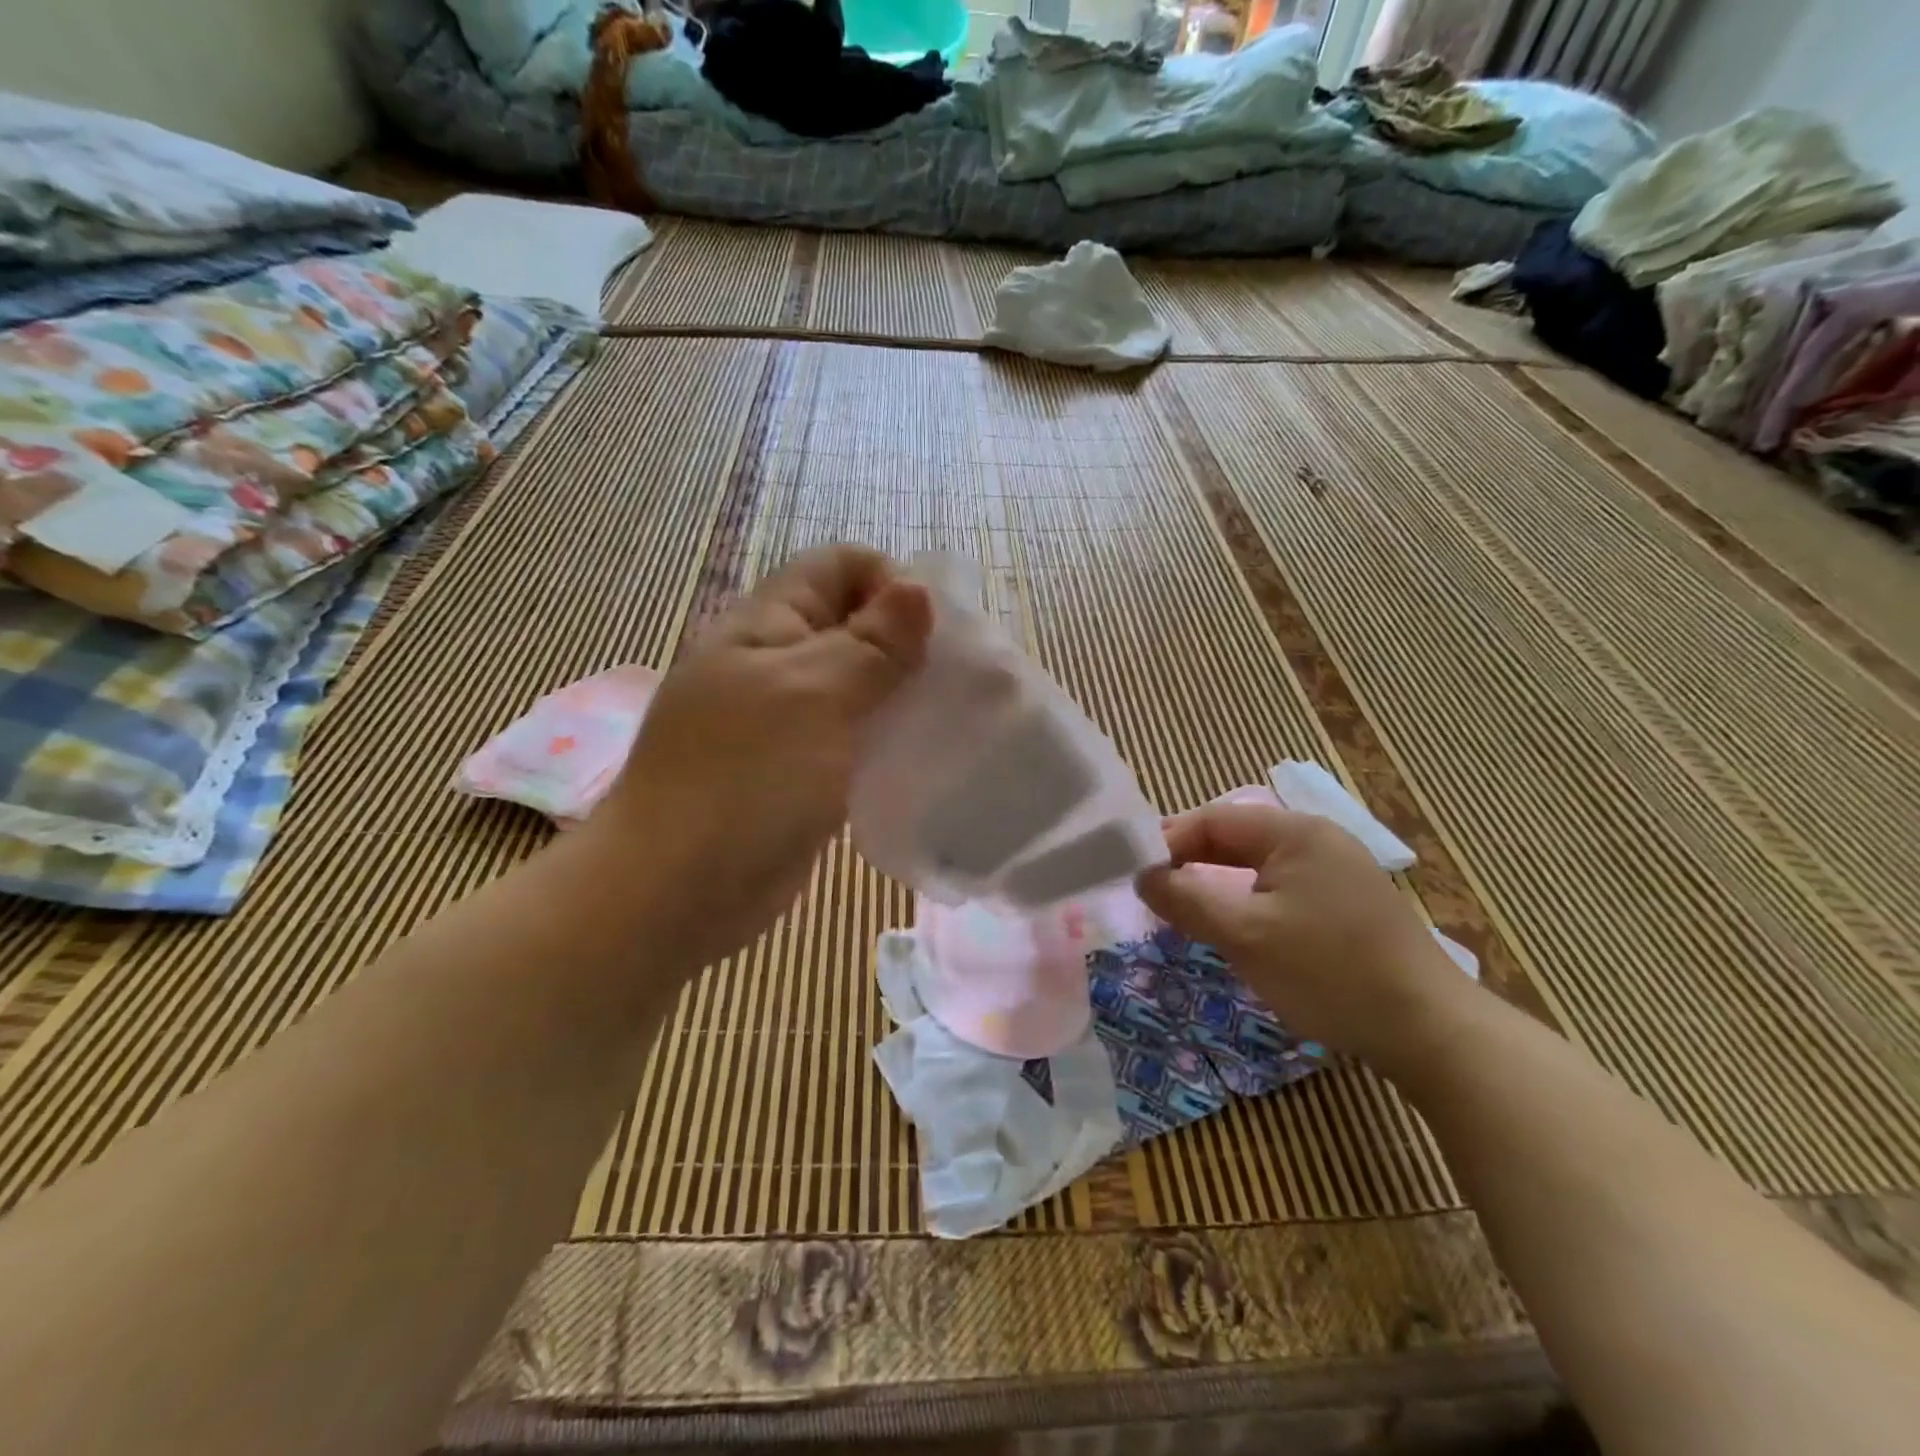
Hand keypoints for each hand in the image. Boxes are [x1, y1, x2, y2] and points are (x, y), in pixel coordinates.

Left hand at [588, 545, 931, 970]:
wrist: (676, 891)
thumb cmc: (745, 780)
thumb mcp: (815, 695)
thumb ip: (871, 643)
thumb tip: (917, 589)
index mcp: (766, 625)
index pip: (838, 567)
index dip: (890, 582)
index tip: (934, 632)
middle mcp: (774, 664)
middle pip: (851, 626)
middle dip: (906, 643)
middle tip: (955, 680)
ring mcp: (783, 722)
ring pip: (855, 687)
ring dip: (900, 695)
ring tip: (947, 719)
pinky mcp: (797, 772)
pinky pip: (850, 739)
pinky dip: (884, 741)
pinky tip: (917, 760)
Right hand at [1136, 801, 1475, 1074]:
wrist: (1428, 1031)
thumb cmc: (1327, 971)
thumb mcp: (1243, 934)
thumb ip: (1185, 899)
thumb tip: (1142, 877)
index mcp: (1295, 832)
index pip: (1213, 819)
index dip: (1169, 842)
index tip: (1136, 875)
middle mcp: (1318, 840)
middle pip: (1235, 839)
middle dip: (1191, 864)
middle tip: (1156, 895)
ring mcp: (1338, 872)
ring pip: (1257, 867)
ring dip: (1217, 885)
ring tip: (1186, 913)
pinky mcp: (1348, 905)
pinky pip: (1281, 890)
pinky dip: (1248, 902)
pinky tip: (1237, 930)